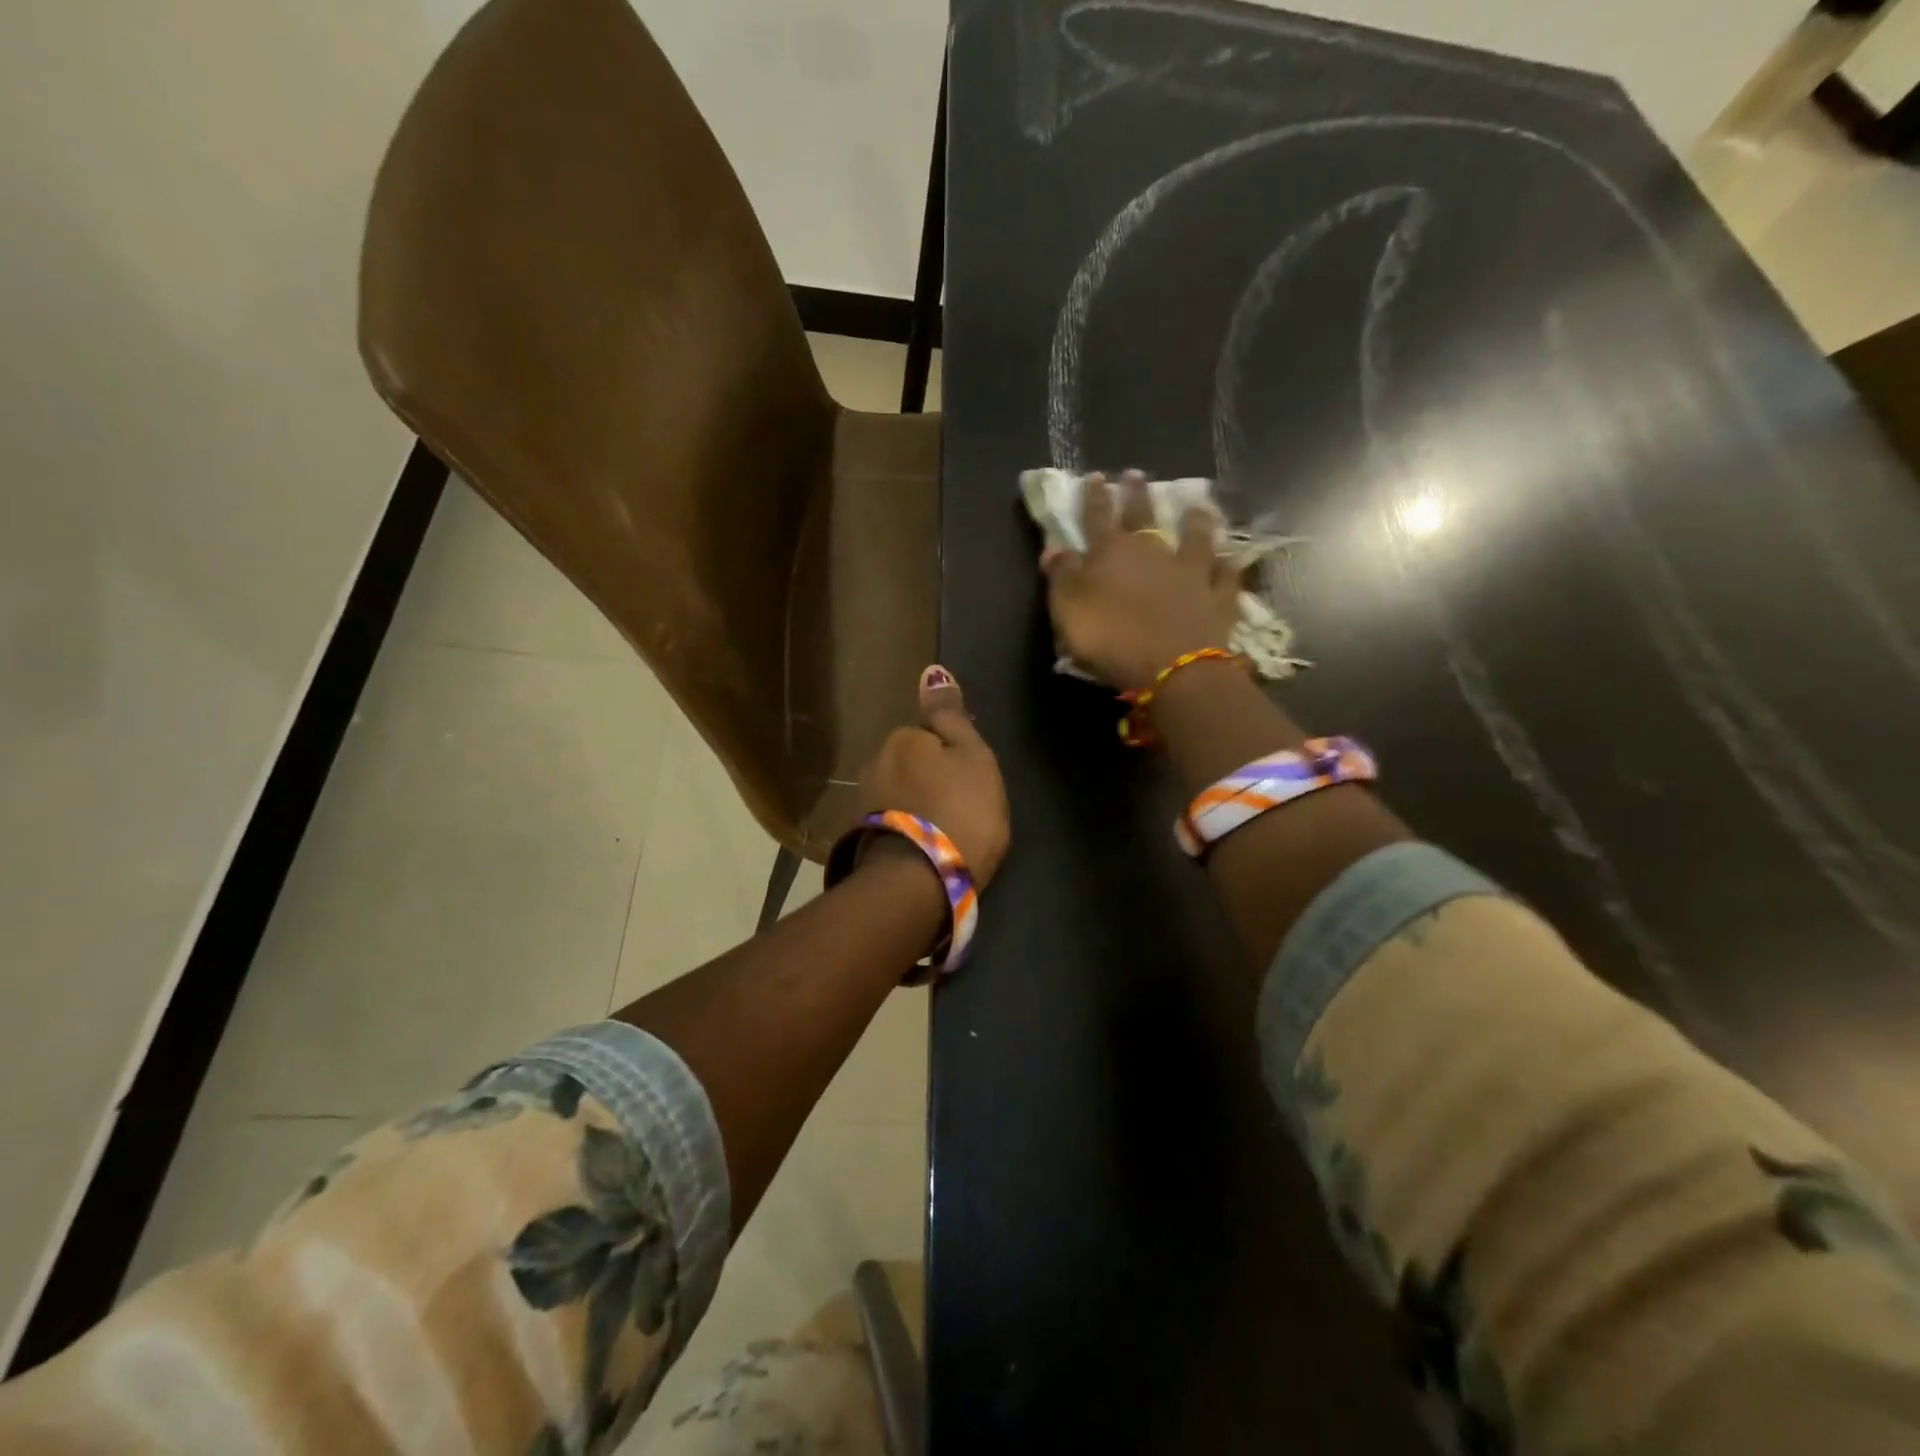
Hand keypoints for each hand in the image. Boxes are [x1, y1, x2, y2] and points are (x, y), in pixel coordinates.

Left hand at [854, 665, 1009, 885]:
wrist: (922, 880)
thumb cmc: (961, 811)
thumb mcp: (973, 757)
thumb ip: (951, 716)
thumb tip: (931, 671)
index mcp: (903, 739)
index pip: (929, 735)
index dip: (952, 756)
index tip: (969, 782)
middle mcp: (874, 763)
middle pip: (909, 763)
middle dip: (928, 778)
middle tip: (959, 807)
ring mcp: (864, 802)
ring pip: (897, 792)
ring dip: (915, 804)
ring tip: (942, 831)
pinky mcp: (861, 838)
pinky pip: (891, 821)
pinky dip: (905, 828)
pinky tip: (922, 847)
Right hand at [1041, 470, 1240, 692]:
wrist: (1171, 667)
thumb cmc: (1110, 638)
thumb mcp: (1068, 608)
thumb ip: (1061, 575)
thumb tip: (1054, 546)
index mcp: (1111, 552)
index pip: (1097, 516)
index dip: (1094, 497)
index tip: (1095, 477)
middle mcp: (1153, 552)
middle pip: (1144, 516)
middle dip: (1137, 494)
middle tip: (1136, 474)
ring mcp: (1190, 571)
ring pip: (1194, 537)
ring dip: (1194, 520)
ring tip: (1196, 504)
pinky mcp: (1217, 597)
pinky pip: (1224, 575)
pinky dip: (1226, 564)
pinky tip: (1229, 557)